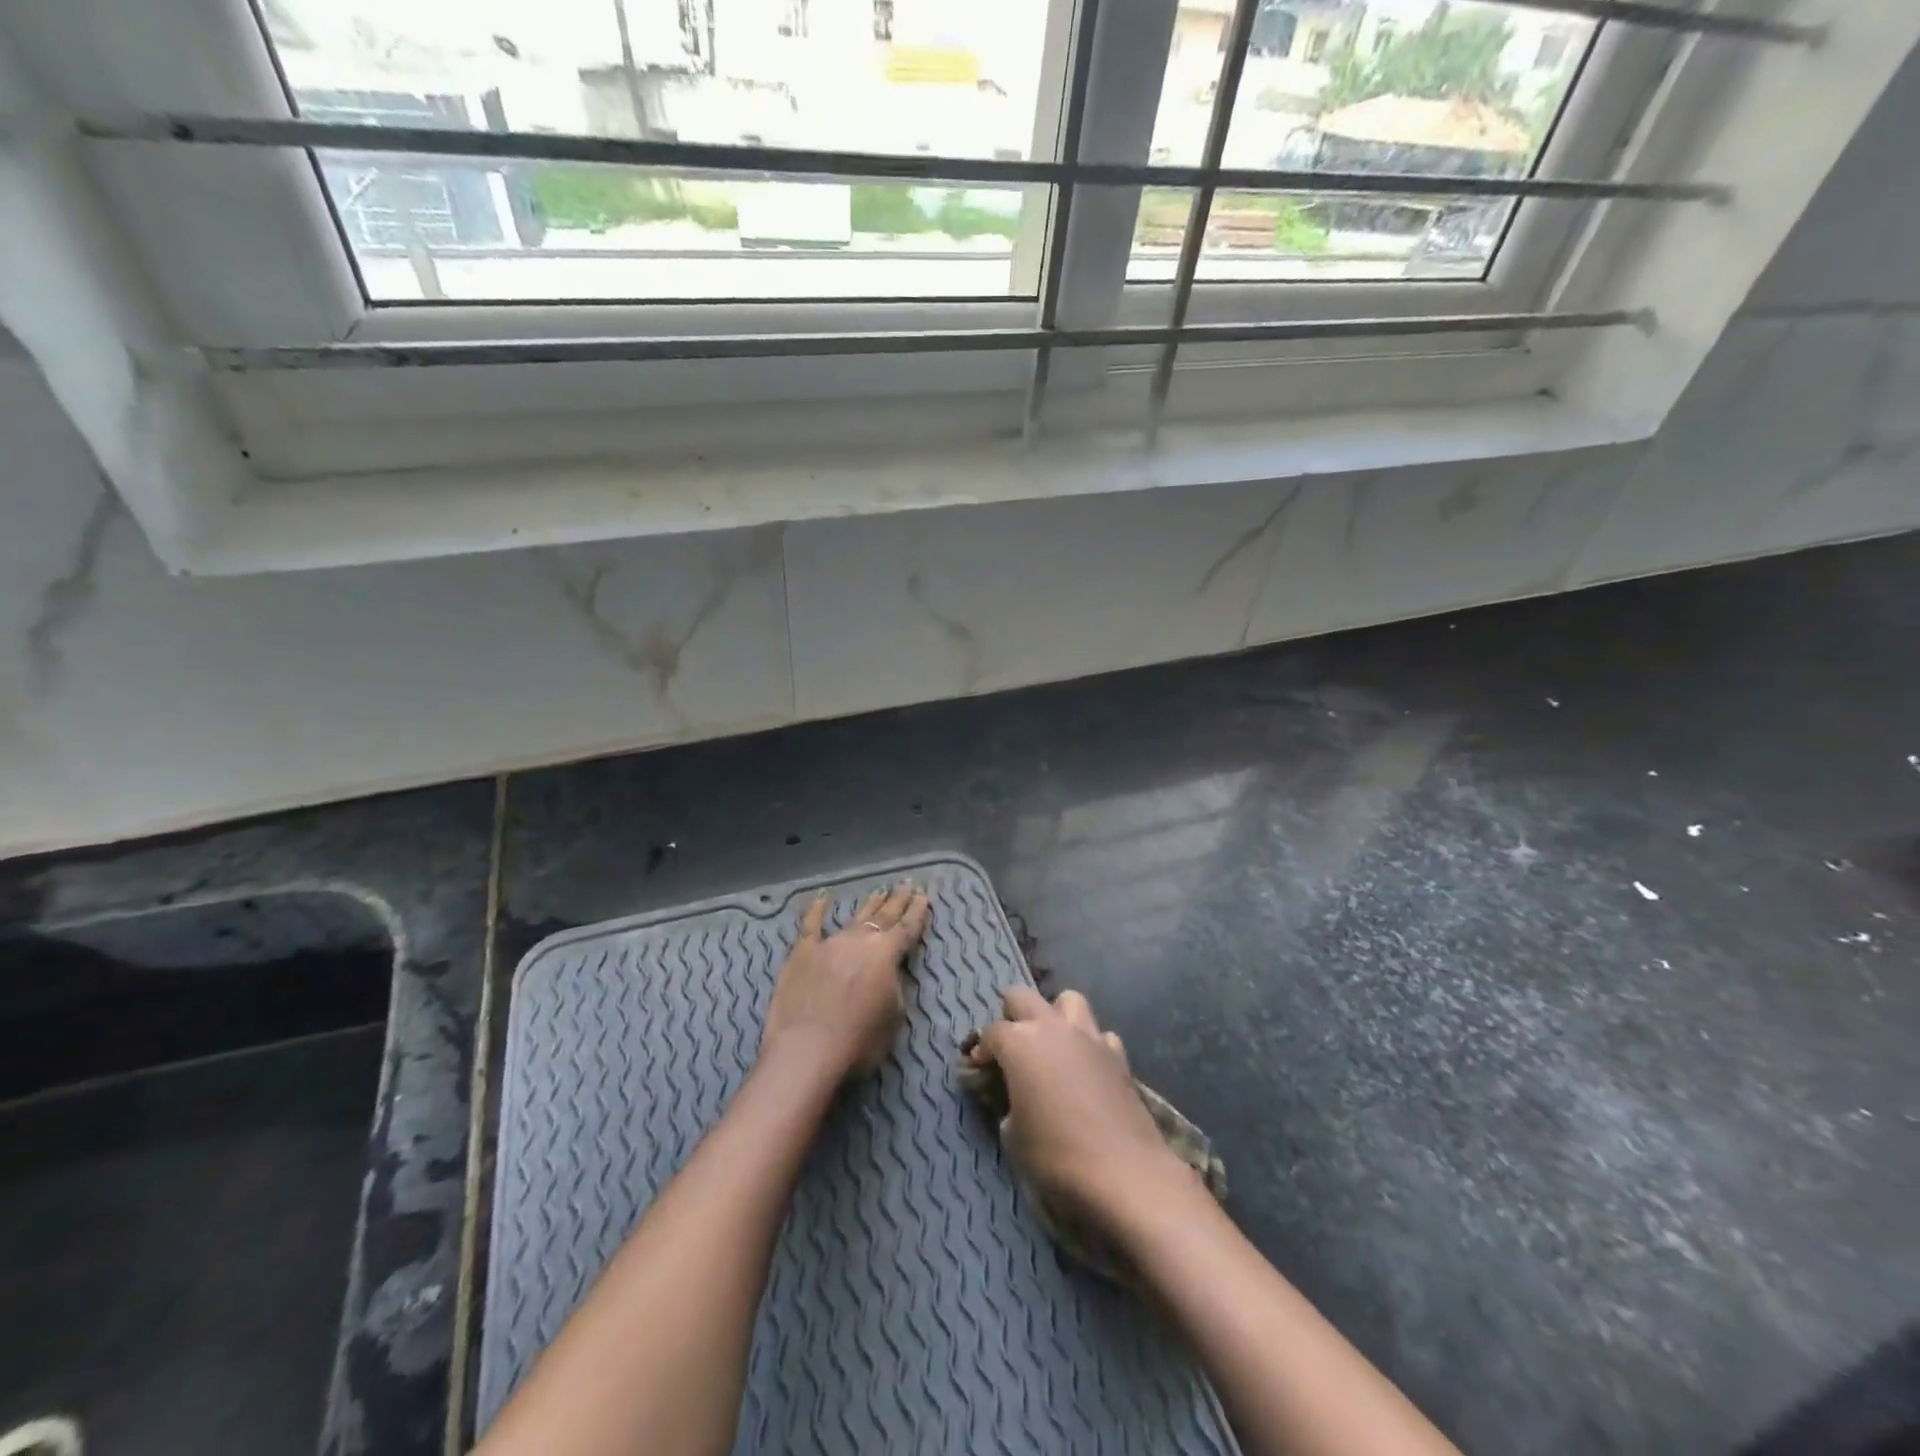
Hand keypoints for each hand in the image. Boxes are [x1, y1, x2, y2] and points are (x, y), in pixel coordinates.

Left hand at [760, 883, 930, 1080]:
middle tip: (906, 885)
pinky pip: (810, 926)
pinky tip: (822, 897)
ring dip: (869, 904)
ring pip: (855, 918)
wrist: (807, 1049)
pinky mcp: (802, 953)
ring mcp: (830, 943)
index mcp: (887, 954)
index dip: (917, 912)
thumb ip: (894, 987)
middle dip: (897, 901)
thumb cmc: (859, 1040)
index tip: (923, 896)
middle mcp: (860, 941)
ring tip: (880, 890)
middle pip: (883, 917)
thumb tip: (888, 973)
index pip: (907, 928)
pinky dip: (816, 910)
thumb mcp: (893, 1016)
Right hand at [970, 989, 1190, 1223]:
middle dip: (1012, 1016)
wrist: (1125, 1173)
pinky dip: (1090, 1045)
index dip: (982, 1050)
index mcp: (1020, 1042)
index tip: (980, 1070)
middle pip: (1022, 997)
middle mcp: (1053, 1028)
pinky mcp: (1118, 1055)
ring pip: (1068, 1001)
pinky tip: (1087, 1069)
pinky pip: (1099, 1035)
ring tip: (1052, 1047)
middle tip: (1011, 1048)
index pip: (991, 1031)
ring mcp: (1089, 1036)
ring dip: (1055, 1017)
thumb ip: (1007, 1105)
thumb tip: (1013, 1101)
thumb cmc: (1057, 1156)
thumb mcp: (1013, 1136)